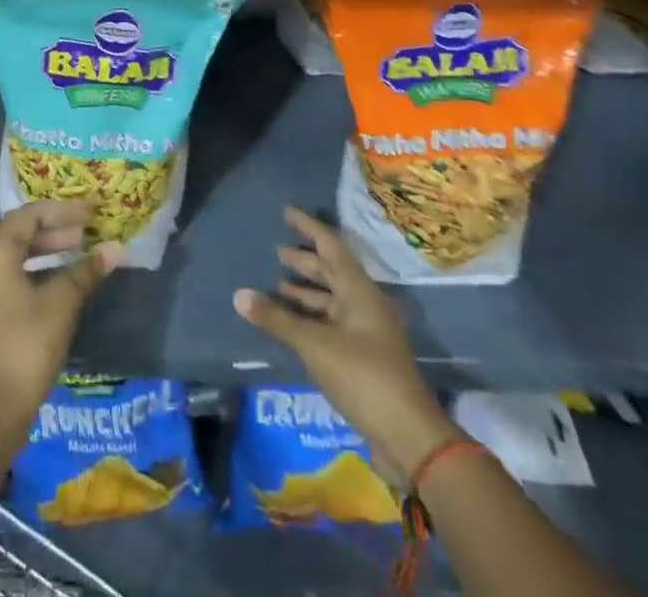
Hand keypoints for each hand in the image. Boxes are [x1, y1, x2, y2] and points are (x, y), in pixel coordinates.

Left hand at [0, 202, 120, 420]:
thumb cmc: (27, 344)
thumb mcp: (62, 303)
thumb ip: (86, 271)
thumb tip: (116, 249)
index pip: (29, 216)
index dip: (61, 211)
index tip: (88, 213)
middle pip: (17, 235)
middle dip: (53, 232)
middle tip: (84, 235)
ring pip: (10, 258)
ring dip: (42, 253)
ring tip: (74, 256)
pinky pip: (3, 279)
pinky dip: (29, 273)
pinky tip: (52, 285)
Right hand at [233, 207, 455, 477]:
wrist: (408, 437)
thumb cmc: (363, 376)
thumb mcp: (315, 344)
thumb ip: (277, 319)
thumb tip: (239, 295)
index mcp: (359, 291)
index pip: (330, 246)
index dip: (308, 227)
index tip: (286, 212)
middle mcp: (365, 304)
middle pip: (331, 272)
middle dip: (304, 262)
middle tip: (276, 252)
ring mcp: (367, 332)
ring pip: (331, 300)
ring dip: (306, 292)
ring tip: (277, 285)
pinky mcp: (364, 357)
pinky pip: (332, 323)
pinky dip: (310, 317)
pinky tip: (291, 323)